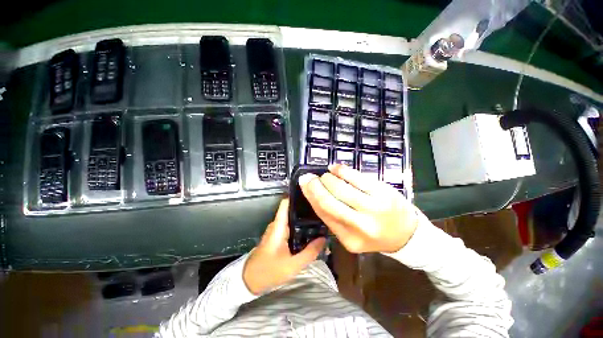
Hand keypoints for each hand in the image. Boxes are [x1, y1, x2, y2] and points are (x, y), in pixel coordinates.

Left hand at [243, 198, 325, 294]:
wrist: (250, 281)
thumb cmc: (269, 271)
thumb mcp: (292, 265)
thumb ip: (309, 252)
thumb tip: (323, 239)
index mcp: (279, 226)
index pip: (286, 203)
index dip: (298, 198)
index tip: (312, 197)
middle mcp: (277, 224)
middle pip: (293, 211)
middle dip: (306, 211)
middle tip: (322, 213)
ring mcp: (277, 230)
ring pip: (292, 220)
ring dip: (304, 221)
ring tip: (320, 221)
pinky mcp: (278, 237)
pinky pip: (291, 228)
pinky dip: (300, 229)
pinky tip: (310, 233)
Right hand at [298, 164, 418, 253]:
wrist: (407, 234)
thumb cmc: (375, 234)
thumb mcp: (351, 234)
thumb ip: (333, 218)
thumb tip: (314, 194)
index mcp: (349, 239)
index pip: (323, 214)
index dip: (310, 196)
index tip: (304, 184)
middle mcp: (360, 226)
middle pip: (329, 201)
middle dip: (315, 186)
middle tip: (309, 177)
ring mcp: (373, 208)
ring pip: (341, 188)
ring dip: (329, 178)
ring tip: (326, 175)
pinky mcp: (383, 193)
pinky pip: (357, 178)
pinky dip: (343, 170)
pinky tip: (336, 168)